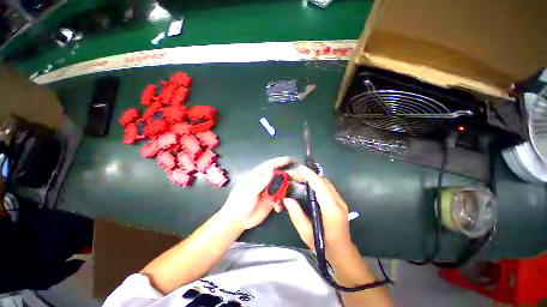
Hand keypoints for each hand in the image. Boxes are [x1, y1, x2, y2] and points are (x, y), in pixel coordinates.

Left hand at [218, 157, 291, 230]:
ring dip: (286, 191)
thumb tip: (271, 169)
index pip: (269, 166)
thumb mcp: (249, 191)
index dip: (279, 162)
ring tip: (288, 196)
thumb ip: (260, 181)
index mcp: (256, 177)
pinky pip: (280, 199)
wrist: (237, 220)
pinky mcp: (271, 202)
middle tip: (301, 178)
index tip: (291, 160)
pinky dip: (282, 203)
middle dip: (289, 176)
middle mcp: (264, 183)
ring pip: (281, 188)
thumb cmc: (239, 203)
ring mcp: (268, 193)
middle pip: (279, 176)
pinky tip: (278, 208)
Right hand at [283, 165, 352, 252]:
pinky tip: (309, 188)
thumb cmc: (323, 245)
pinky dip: (319, 186)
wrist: (341, 252)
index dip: (310, 176)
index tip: (299, 168)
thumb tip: (287, 200)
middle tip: (295, 175)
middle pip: (325, 183)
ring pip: (328, 185)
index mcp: (331, 210)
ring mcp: (341, 203)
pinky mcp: (340, 205)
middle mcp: (339, 203)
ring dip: (315, 180)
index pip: (320, 187)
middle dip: (310, 176)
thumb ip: (297, 215)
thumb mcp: (306, 233)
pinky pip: (329, 191)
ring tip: (300, 180)